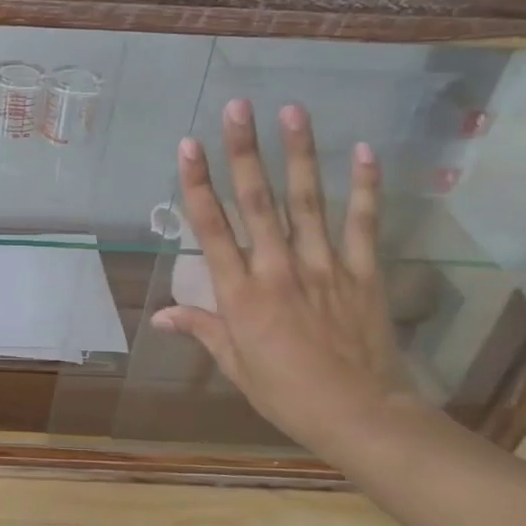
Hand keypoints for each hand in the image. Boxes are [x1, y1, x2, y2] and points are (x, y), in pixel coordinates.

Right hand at [151, 100, 425, 453]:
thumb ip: (202, 329)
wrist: (362, 417)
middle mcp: (278, 269)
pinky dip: (366, 187)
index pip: (212, 228)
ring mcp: (324, 267)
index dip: (197, 184)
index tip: (188, 146)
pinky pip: (362, 224)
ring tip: (292, 111)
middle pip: (257, 201)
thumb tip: (159, 316)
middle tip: (237, 108)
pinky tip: (364, 150)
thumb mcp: (235, 366)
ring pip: (307, 201)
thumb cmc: (287, 394)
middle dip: (244, 151)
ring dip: (299, 154)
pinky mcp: (362, 273)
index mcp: (240, 293)